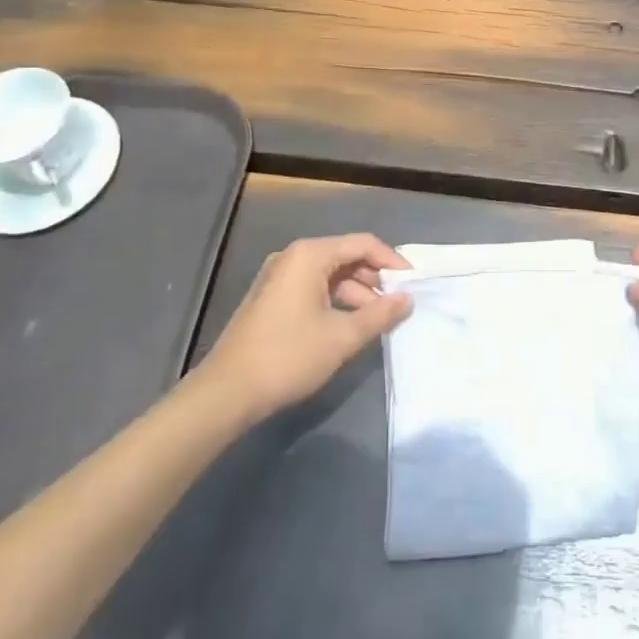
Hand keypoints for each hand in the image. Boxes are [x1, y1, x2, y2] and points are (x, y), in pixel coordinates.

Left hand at [192, 234, 412, 420]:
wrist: (226, 393)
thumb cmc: (288, 356)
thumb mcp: (342, 337)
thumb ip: (380, 314)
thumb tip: (407, 299)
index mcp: (310, 255)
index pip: (363, 244)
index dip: (392, 261)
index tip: (413, 283)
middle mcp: (293, 257)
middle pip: (346, 256)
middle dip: (375, 279)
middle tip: (397, 303)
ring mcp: (278, 277)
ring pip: (330, 275)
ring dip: (356, 293)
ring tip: (377, 320)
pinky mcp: (270, 299)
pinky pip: (313, 288)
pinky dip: (335, 301)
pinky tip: (348, 325)